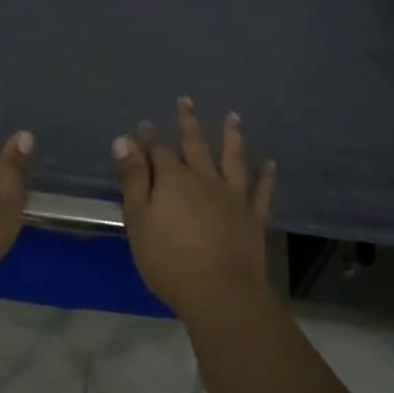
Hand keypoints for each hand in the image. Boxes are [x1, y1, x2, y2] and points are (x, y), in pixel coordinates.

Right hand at [113, 98, 275, 318]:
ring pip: (233, 159)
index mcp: (173, 180)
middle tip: (186, 101)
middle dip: (188, 123)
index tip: (144, 124)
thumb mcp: (139, 219)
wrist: (220, 291)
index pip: (158, 151)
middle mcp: (205, 179)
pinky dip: (265, 176)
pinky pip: (261, 191)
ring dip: (232, 137)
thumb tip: (124, 140)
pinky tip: (270, 164)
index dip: (149, 138)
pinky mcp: (253, 216)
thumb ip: (133, 179)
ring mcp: (233, 196)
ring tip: (233, 118)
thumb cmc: (168, 259)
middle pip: (195, 145)